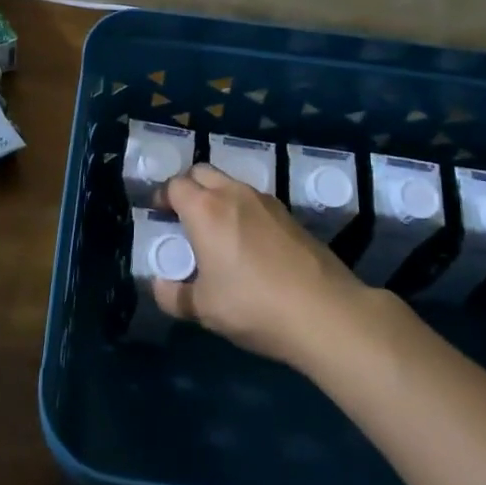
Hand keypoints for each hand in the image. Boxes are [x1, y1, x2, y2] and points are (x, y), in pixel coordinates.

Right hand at [158, 163, 366, 366]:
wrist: (325, 312)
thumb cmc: (253, 306)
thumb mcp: (204, 309)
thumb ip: (174, 295)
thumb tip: (160, 285)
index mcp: (205, 209)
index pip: (174, 185)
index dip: (162, 198)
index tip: (160, 217)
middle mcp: (233, 194)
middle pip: (202, 172)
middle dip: (188, 188)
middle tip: (184, 218)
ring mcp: (265, 201)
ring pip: (231, 183)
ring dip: (217, 197)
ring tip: (217, 231)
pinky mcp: (290, 214)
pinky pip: (254, 201)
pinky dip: (243, 211)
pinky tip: (249, 244)